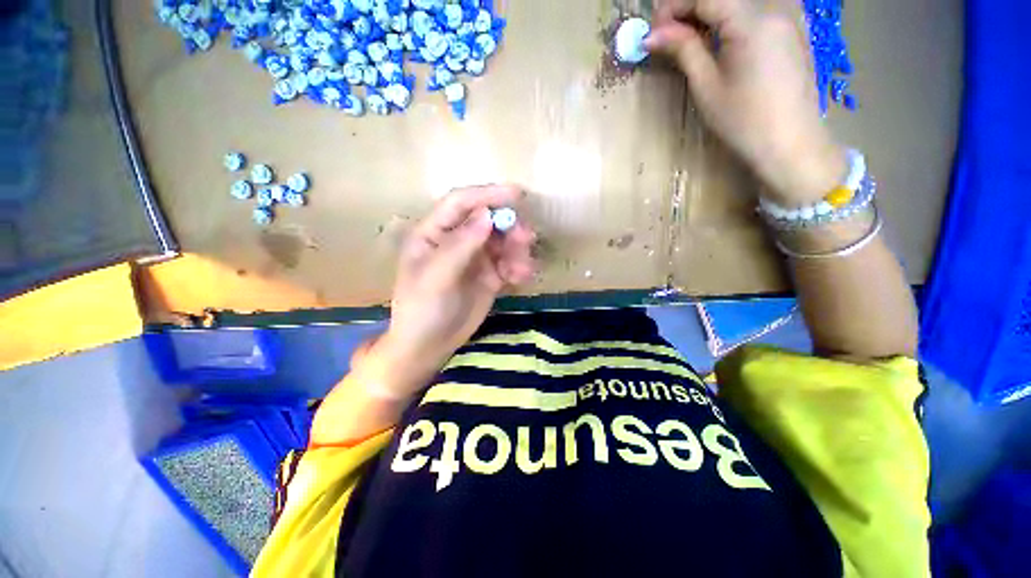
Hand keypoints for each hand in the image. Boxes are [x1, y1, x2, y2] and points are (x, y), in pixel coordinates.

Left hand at [379, 185, 536, 392]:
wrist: (429, 346)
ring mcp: (475, 257)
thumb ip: (461, 245)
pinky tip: (522, 278)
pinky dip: (519, 266)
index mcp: (434, 232)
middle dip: (509, 226)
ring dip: (518, 249)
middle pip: (488, 220)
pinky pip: (509, 263)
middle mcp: (456, 240)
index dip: (488, 194)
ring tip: (523, 268)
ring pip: (503, 241)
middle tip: (526, 238)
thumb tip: (487, 216)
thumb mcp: (436, 277)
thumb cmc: (422, 309)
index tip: (517, 195)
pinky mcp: (489, 275)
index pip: (461, 203)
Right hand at [646, 0, 846, 204]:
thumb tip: (652, 35)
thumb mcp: (707, 86)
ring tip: (689, 37)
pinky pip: (757, 7)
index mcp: (752, 20)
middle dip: (690, 7)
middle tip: (668, 34)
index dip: (674, 7)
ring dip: (710, 12)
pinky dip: (731, 16)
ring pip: (740, 0)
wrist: (789, 142)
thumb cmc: (743, 121)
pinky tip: (718, 36)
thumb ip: (684, 50)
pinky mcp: (794, 25)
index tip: (654, 31)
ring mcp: (790, 13)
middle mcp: (775, 5)